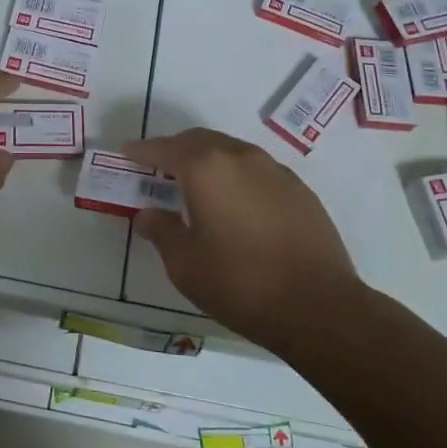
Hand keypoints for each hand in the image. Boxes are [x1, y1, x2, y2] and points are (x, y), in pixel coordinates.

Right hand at [121, 128, 363, 349]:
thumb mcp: (185, 265)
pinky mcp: (299, 189)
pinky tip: (236, 205)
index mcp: (206, 168)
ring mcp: (275, 170)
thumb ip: (161, 231)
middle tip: (158, 169)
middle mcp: (240, 157)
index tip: (127, 153)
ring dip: (208, 160)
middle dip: (175, 150)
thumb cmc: (240, 284)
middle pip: (199, 141)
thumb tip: (148, 215)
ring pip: (230, 151)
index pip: (164, 149)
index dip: (142, 151)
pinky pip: (256, 170)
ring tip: (196, 186)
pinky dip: (236, 176)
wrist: (319, 307)